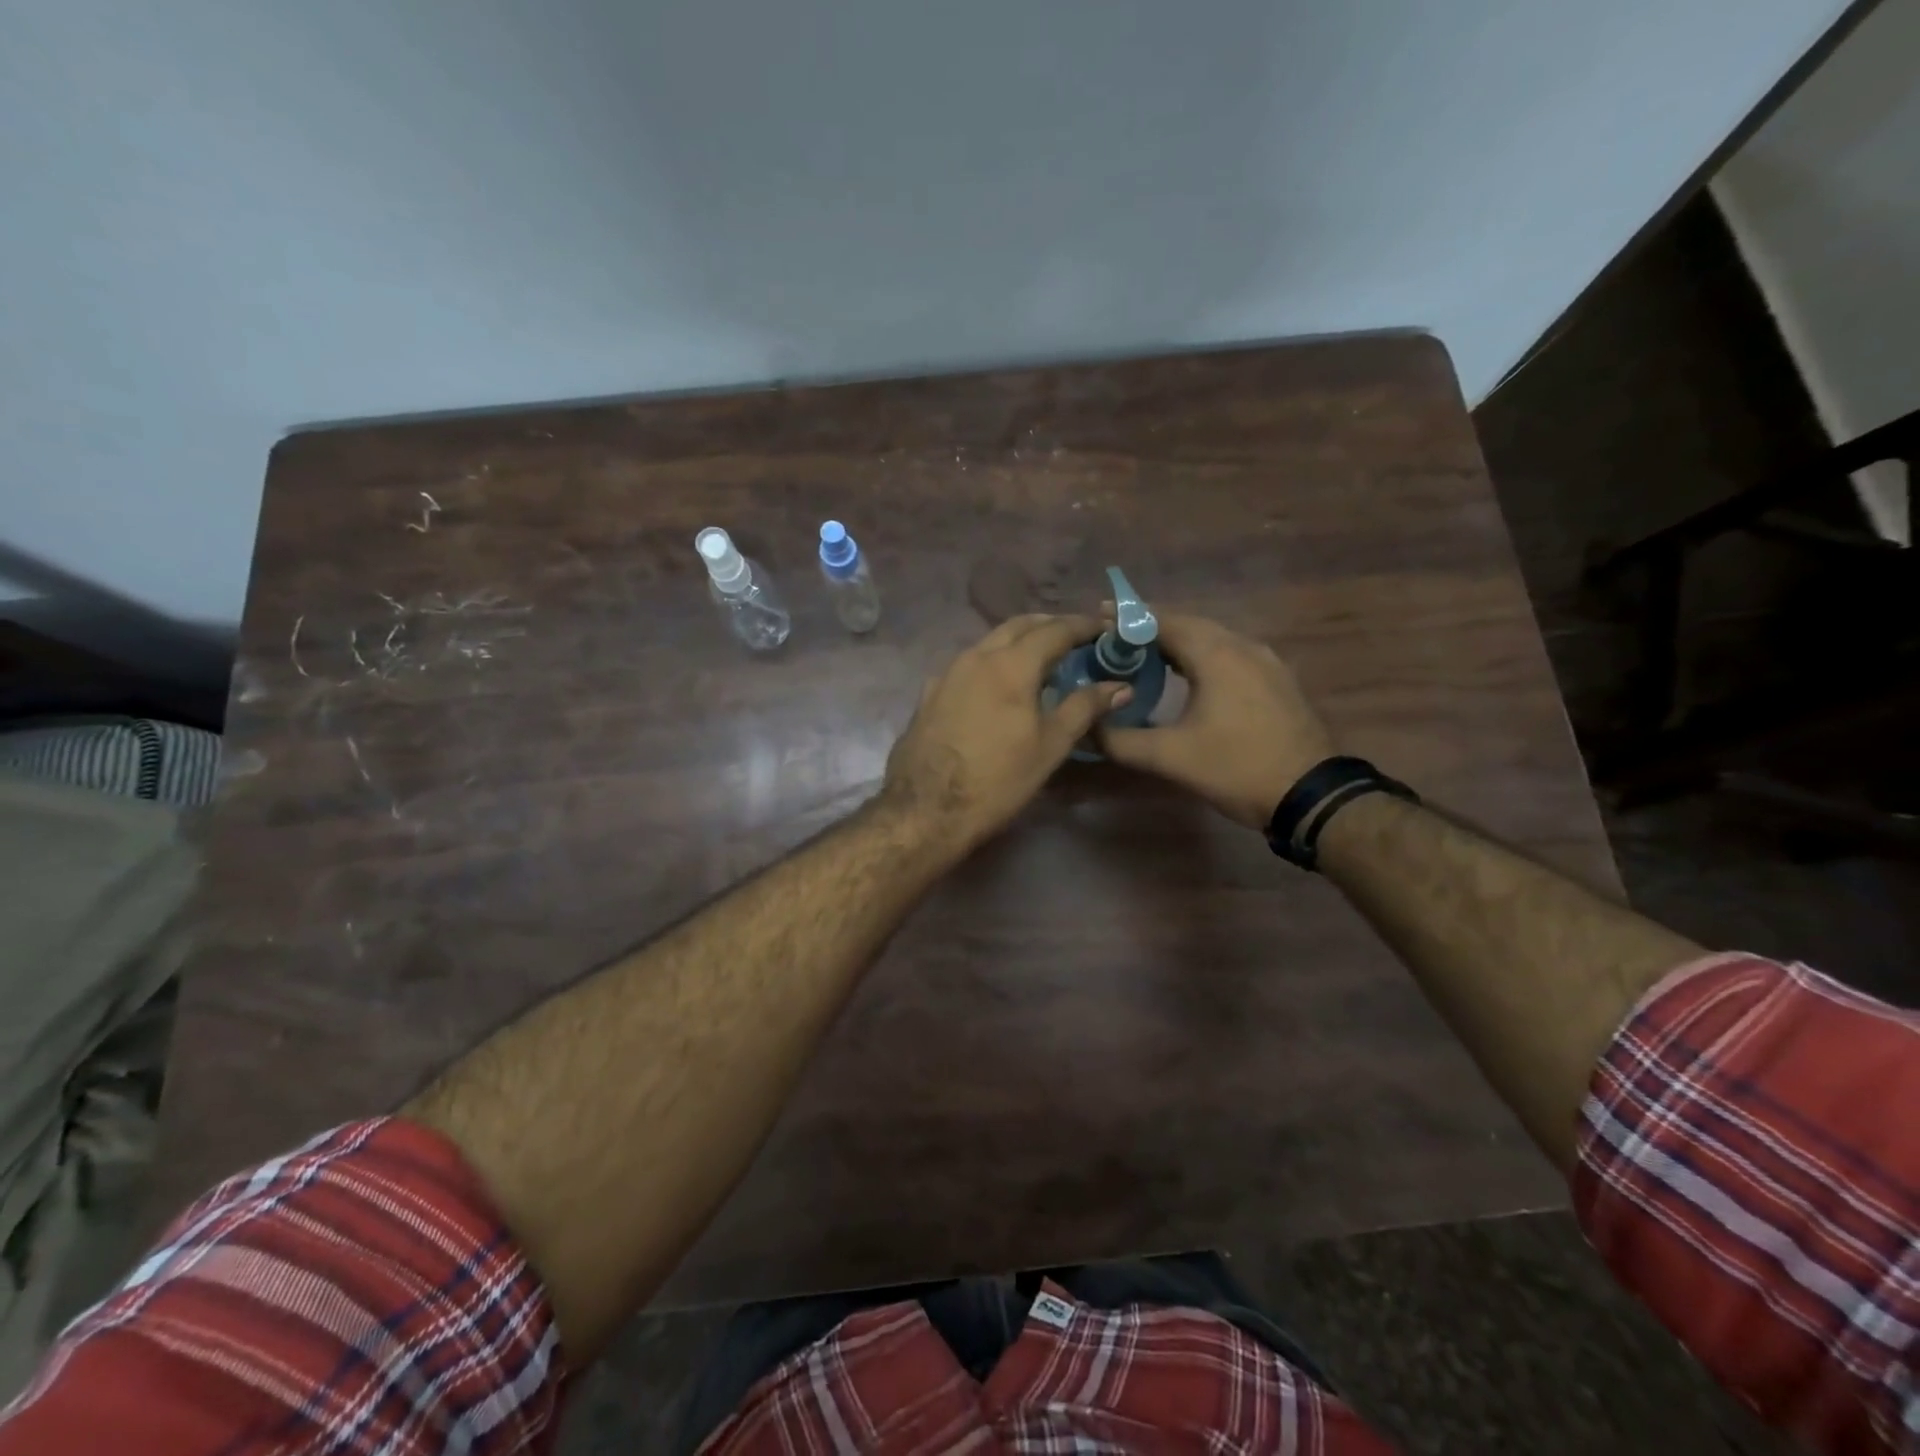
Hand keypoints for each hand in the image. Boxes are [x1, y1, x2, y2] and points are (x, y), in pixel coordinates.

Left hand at [883, 615, 1129, 851]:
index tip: (1104, 628)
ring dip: (1018, 641)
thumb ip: (1084, 708)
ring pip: (989, 642)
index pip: (1055, 630)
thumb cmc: (997, 779)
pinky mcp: (929, 693)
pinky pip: (968, 664)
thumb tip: (1120, 686)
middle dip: (1049, 625)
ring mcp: (947, 672)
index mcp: (1011, 664)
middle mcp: (976, 656)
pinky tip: (997, 685)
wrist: (925, 809)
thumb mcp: (1050, 746)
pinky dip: (992, 662)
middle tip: (1074, 637)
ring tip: (1040, 659)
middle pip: (1018, 626)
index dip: (1083, 626)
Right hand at [1098, 614, 1333, 829]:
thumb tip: (1086, 730)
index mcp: (1216, 655)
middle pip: (1190, 624)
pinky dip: (1202, 655)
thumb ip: (1122, 741)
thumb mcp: (1171, 758)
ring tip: (1146, 654)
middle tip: (1117, 637)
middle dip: (1152, 627)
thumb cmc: (1237, 768)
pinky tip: (1188, 676)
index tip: (1099, 614)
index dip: (1129, 617)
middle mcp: (1243, 647)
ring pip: (1213, 638)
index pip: (1164, 622)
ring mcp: (1266, 662)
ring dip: (1178, 641)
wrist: (1312, 795)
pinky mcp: (1277, 680)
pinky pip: (1231, 654)